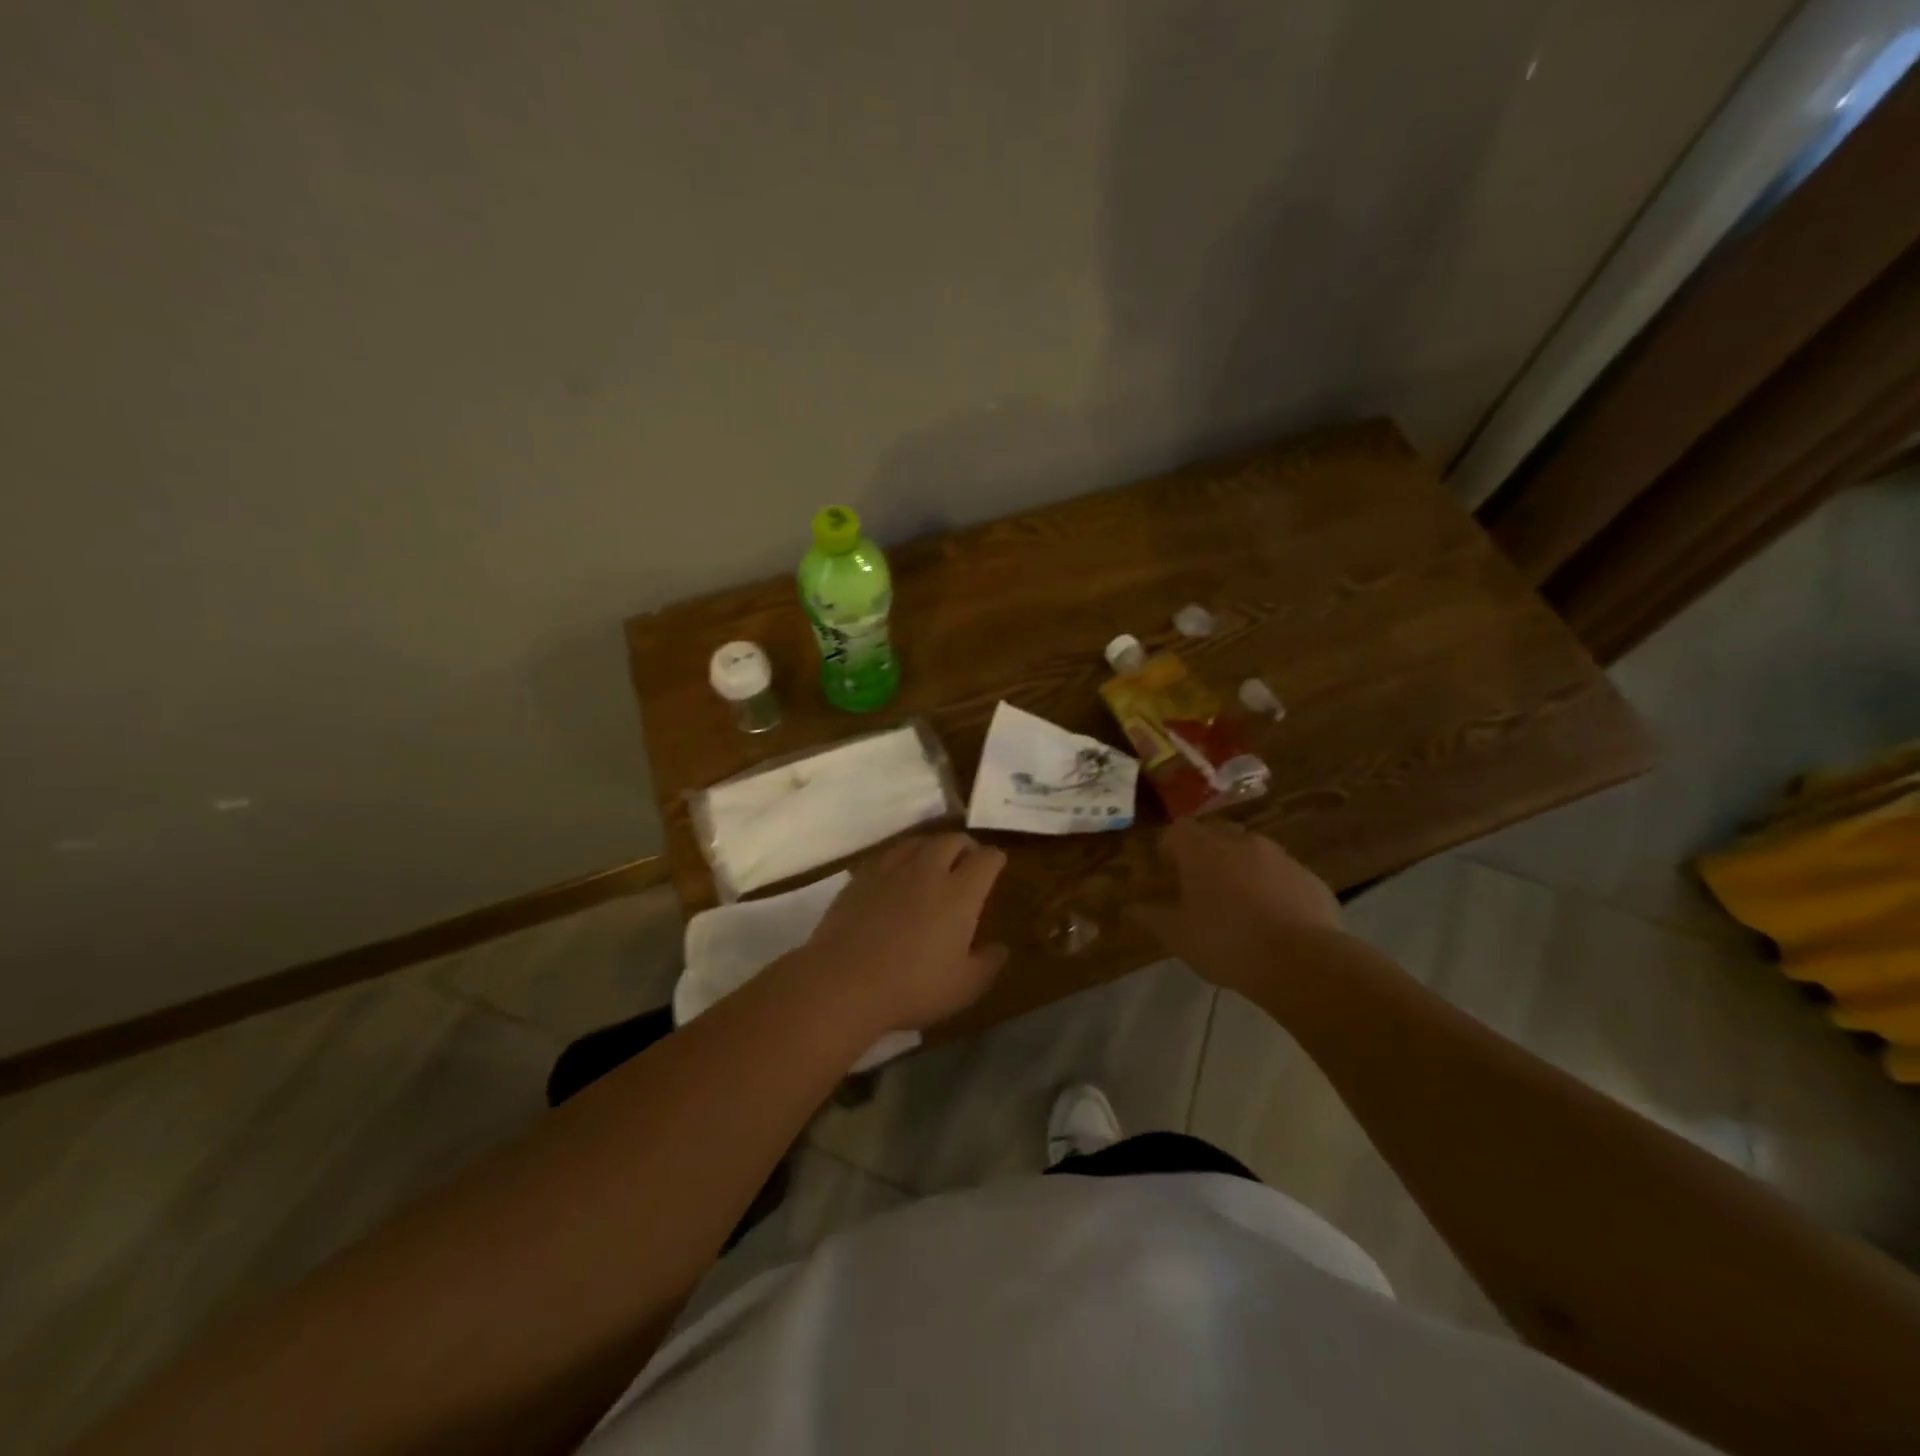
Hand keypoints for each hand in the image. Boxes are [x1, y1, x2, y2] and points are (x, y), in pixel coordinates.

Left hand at [800, 833, 1008, 1031]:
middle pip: (951, 840)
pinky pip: (888, 855)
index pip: (985, 859)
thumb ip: (988, 963)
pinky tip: (898, 873)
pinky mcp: (861, 877)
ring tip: (935, 859)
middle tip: (968, 858)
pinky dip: (902, 857)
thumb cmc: (912, 987)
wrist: (843, 982)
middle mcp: (927, 871)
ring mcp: (890, 870)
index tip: (997, 863)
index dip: (995, 858)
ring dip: (933, 845)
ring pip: (918, 841)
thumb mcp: (963, 987)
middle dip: (966, 845)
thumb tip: (1000, 947)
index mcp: (959, 893)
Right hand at [1130, 819, 1340, 993]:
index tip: (1167, 871)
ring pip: (1251, 851)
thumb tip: (1129, 908)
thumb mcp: (1178, 937)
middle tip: (1199, 884)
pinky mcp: (1309, 877)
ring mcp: (1280, 857)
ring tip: (1237, 902)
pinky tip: (1272, 918)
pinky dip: (1271, 886)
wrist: (1304, 962)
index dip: (1169, 848)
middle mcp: (1241, 842)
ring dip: (1239, 867)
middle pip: (1215, 833)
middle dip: (1204, 852)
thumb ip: (1151, 917)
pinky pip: (1281, 873)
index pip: (1177, 830)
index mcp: (1203, 850)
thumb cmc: (1227, 944)